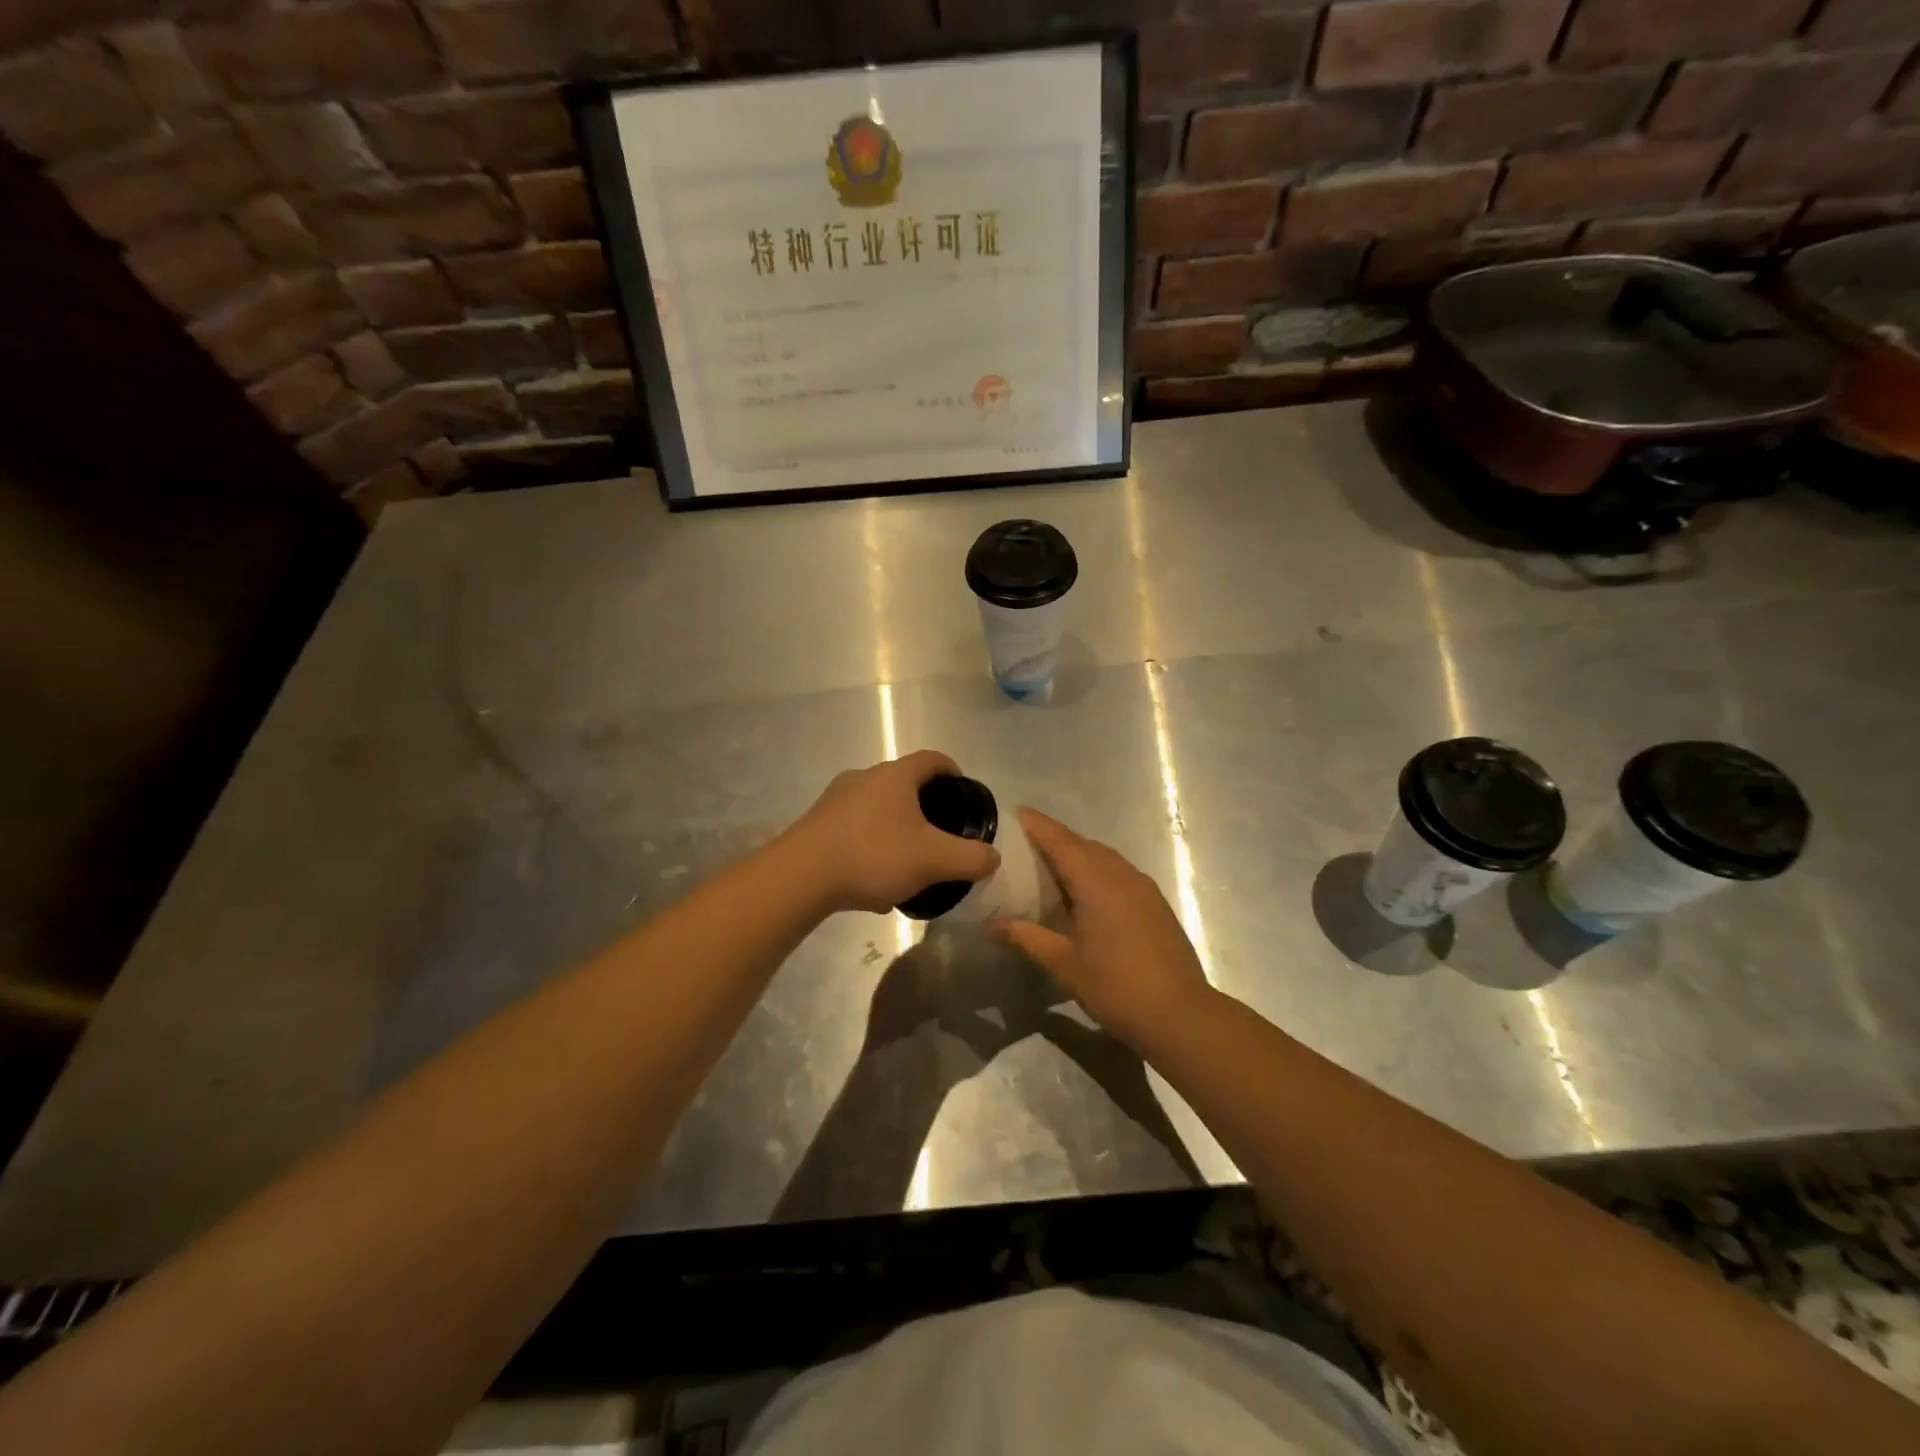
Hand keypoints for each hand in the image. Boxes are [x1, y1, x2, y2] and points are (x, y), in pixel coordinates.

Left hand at [787, 750, 1000, 913]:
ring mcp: (836, 799)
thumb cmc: (874, 855)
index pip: (932, 759)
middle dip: (924, 804)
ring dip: (896, 826)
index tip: (963, 789)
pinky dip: (871, 843)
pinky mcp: (816, 823)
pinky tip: (874, 878)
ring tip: (908, 860)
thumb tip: (993, 857)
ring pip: (877, 807)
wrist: (800, 876)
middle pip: (903, 783)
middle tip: (940, 832)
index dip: (952, 770)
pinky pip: (854, 827)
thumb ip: (971, 858)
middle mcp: (865, 777)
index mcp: (896, 775)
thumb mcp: (934, 860)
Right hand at [991, 808, 1214, 1052]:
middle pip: (1084, 845)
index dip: (1038, 826)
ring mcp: (1143, 888)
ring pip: (1104, 857)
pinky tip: (1084, 894)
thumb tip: (994, 925)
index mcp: (1098, 883)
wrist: (1183, 1016)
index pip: (1062, 842)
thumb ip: (1029, 938)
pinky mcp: (1155, 903)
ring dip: (1078, 855)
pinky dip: (1097, 871)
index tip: (1015, 814)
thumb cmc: (1118, 989)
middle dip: (1055, 839)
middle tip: (1024, 846)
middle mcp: (1122, 875)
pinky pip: (1119, 872)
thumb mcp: (1066, 966)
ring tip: (1050, 868)